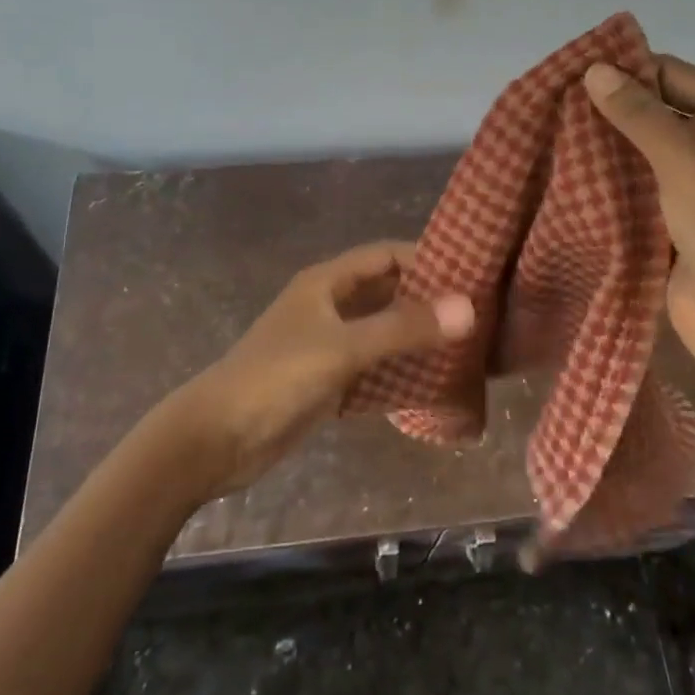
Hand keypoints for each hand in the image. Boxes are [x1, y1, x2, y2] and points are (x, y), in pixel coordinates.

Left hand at [166, 242, 475, 494]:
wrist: (216, 439)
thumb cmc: (277, 378)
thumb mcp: (343, 348)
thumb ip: (403, 328)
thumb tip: (469, 308)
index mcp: (327, 282)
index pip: (386, 255)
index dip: (427, 258)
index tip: (473, 273)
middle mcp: (329, 305)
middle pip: (386, 292)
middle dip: (427, 300)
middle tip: (479, 314)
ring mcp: (326, 344)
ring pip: (381, 331)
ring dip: (416, 337)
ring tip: (467, 348)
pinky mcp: (325, 380)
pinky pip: (372, 367)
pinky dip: (399, 371)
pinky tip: (432, 384)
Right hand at [584, 56, 694, 385]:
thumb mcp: (686, 164)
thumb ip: (640, 116)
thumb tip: (595, 70)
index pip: (674, 76)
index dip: (628, 69)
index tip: (573, 70)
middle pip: (655, 113)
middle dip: (609, 108)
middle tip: (551, 102)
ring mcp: (692, 189)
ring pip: (639, 153)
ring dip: (602, 145)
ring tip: (549, 132)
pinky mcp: (670, 223)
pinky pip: (633, 190)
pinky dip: (604, 182)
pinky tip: (564, 172)